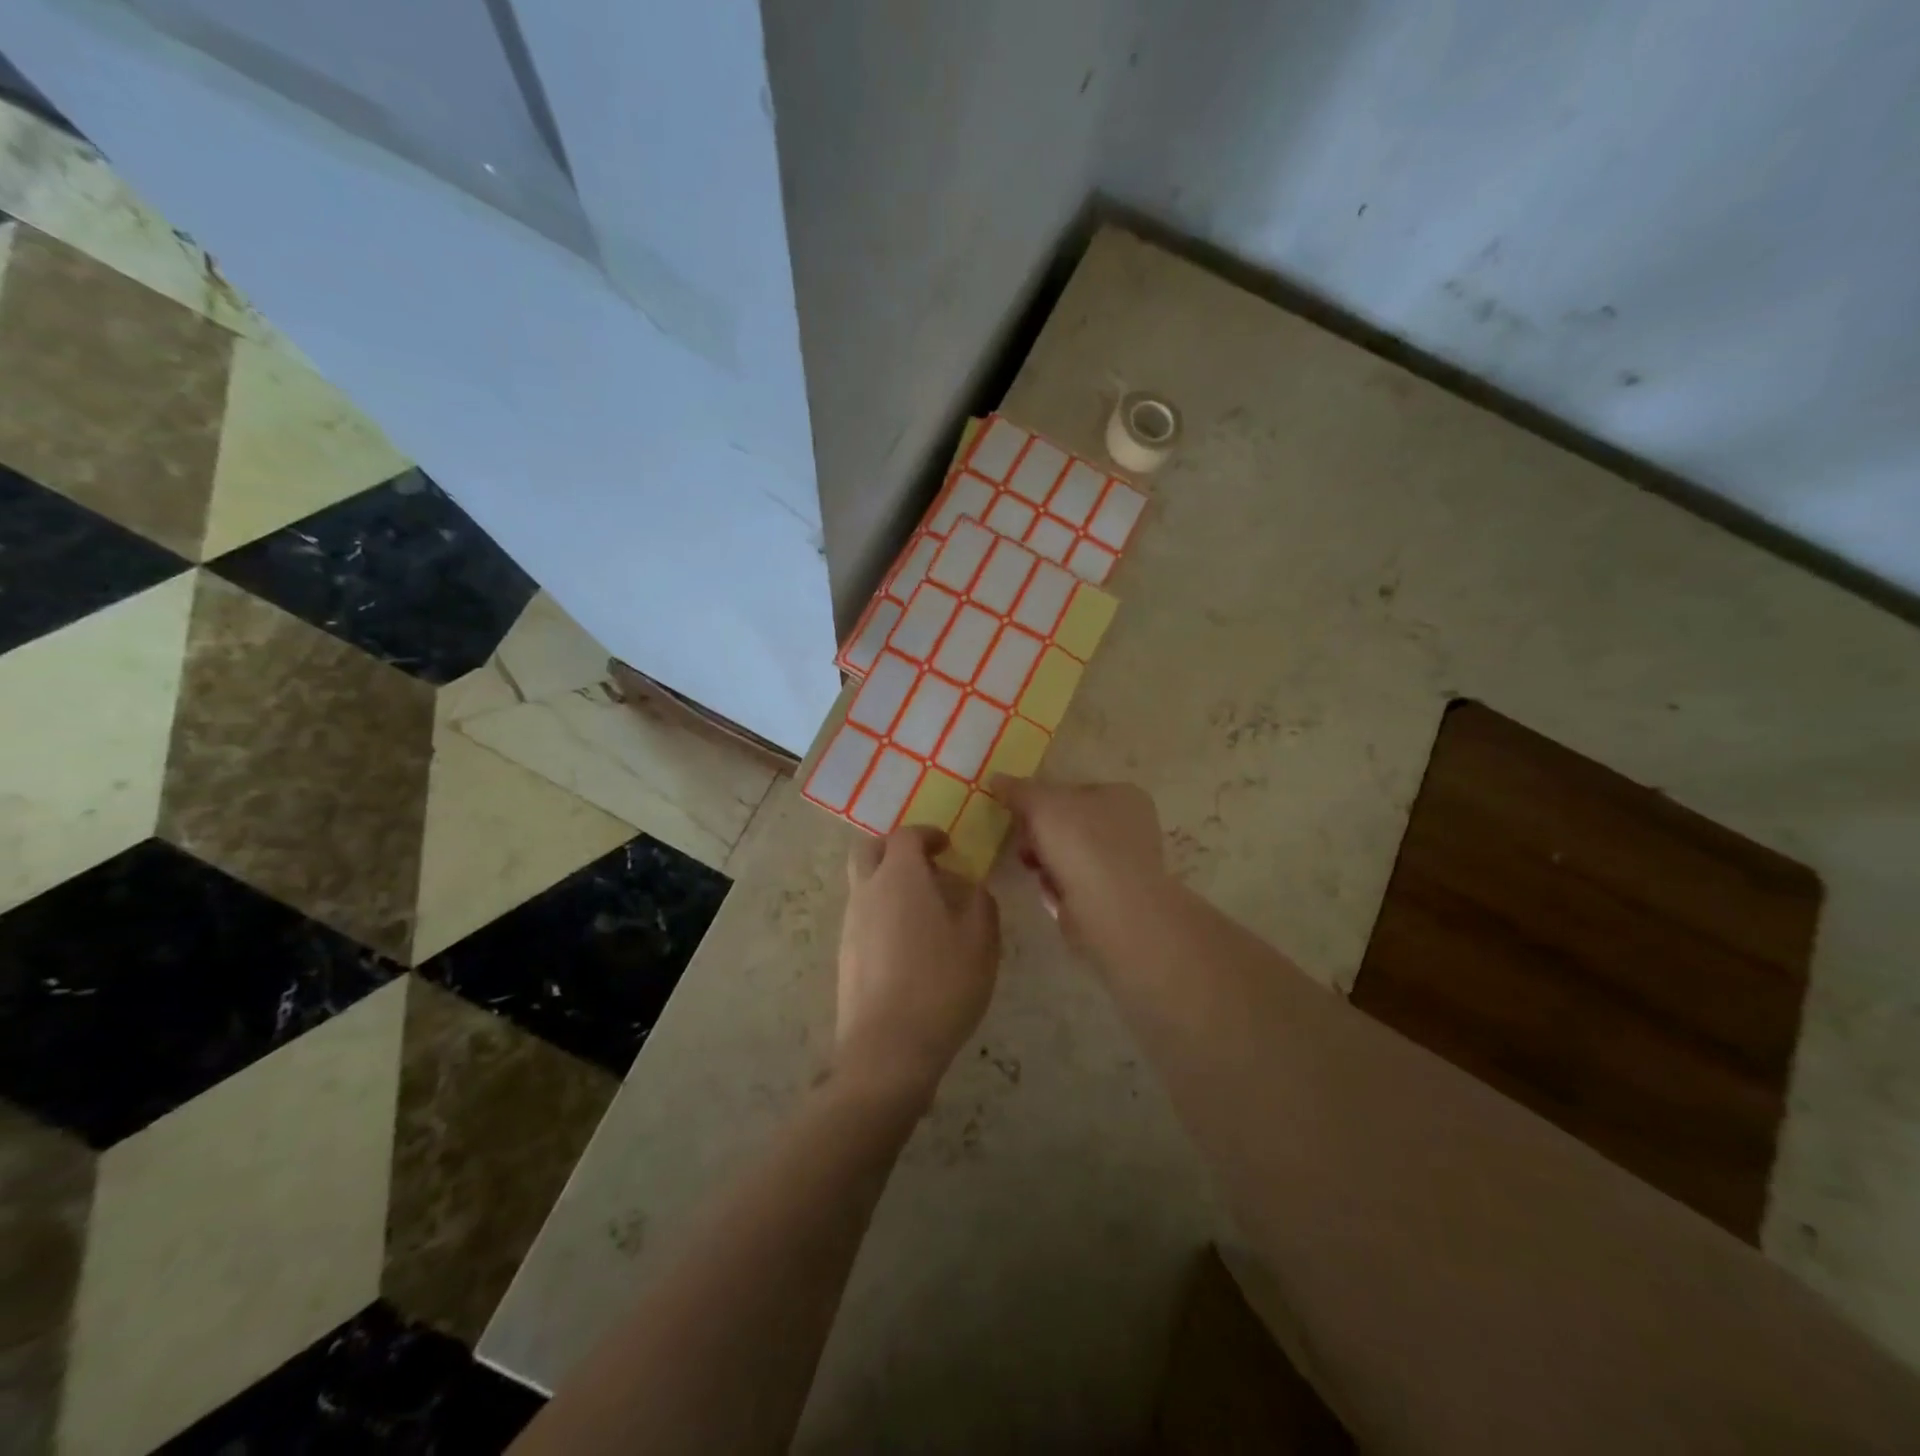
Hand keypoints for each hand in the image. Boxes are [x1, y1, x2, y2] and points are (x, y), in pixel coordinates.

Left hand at [836, 827, 1000, 1107]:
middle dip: (894, 848)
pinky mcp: (844, 955)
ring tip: (924, 910)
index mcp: (900, 877)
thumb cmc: (942, 984)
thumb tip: (972, 887)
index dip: (927, 834)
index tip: (946, 846)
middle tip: (924, 865)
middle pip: (868, 850)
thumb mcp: (981, 941)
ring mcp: (850, 925)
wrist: (888, 1048)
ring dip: (888, 883)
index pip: (906, 836)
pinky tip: (909, 944)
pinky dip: (882, 913)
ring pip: (863, 885)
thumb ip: (980, 903)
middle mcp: (867, 892)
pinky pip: (862, 917)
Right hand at [991, 777, 1170, 951]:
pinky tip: (1053, 894)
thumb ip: (1018, 790)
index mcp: (1123, 795)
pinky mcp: (1115, 898)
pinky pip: (1075, 884)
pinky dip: (1059, 887)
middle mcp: (1130, 826)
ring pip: (1069, 855)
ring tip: (1036, 871)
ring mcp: (1124, 864)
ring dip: (1045, 862)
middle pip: (1068, 823)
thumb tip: (996, 779)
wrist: (1112, 912)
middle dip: (1039, 835)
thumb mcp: (1041, 804)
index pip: (1072, 789)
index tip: (1019, 815)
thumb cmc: (1081, 844)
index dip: (1041, 800)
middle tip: (1023, 846)